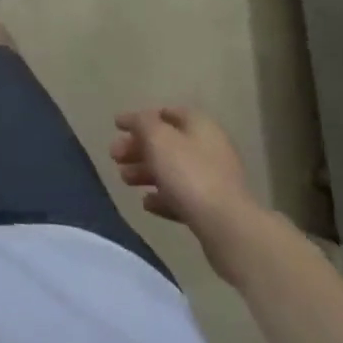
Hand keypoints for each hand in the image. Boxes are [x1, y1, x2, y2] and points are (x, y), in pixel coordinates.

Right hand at [111, 107, 265, 283]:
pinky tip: (146, 204)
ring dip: (146, 172)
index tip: (117, 127)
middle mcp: (208, 147)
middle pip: (167, 143)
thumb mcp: (158, 139)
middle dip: (138, 148)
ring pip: (172, 170)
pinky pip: (181, 197)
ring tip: (124, 180)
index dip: (140, 118)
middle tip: (114, 157)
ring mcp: (212, 180)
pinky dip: (162, 197)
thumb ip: (142, 123)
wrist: (228, 228)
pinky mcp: (212, 209)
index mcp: (199, 125)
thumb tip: (136, 120)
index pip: (166, 113)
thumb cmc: (189, 174)